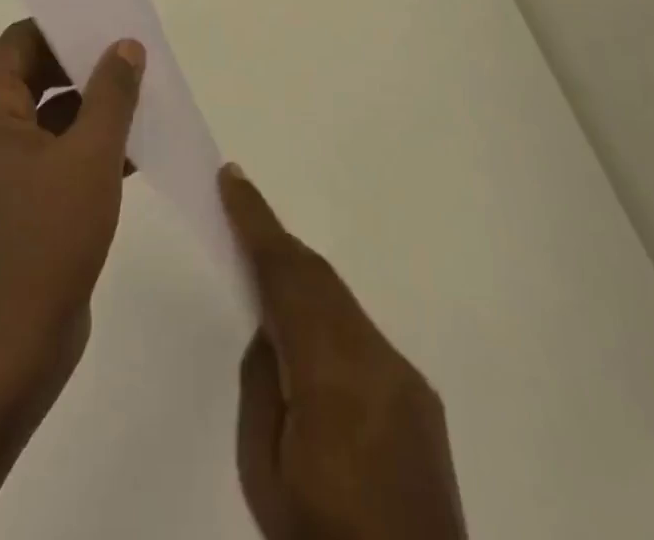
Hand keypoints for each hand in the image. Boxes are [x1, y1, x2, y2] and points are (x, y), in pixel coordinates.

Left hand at [0, 18, 145, 383]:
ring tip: (146, 99)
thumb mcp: (90, 157)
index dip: (63, 27)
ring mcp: (1, 175)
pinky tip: (136, 152)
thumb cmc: (45, 241)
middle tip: (136, 58)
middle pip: (36, 77)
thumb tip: (125, 47)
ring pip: (51, 120)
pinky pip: (56, 158)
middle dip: (85, 67)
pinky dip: (90, 148)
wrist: (8, 353)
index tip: (108, 22)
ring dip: (94, 109)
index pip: (20, 42)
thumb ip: (111, 94)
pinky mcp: (20, 208)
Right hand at [221, 166, 466, 539]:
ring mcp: (407, 379)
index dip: (257, 222)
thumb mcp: (264, 476)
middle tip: (238, 215)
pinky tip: (310, 342)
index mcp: (334, 377)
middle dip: (277, 243)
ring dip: (303, 280)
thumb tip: (273, 331)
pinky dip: (329, 318)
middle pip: (319, 279)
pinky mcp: (421, 400)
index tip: (232, 178)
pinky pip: (363, 336)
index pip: (288, 277)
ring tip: (265, 276)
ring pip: (343, 304)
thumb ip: (264, 387)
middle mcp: (379, 361)